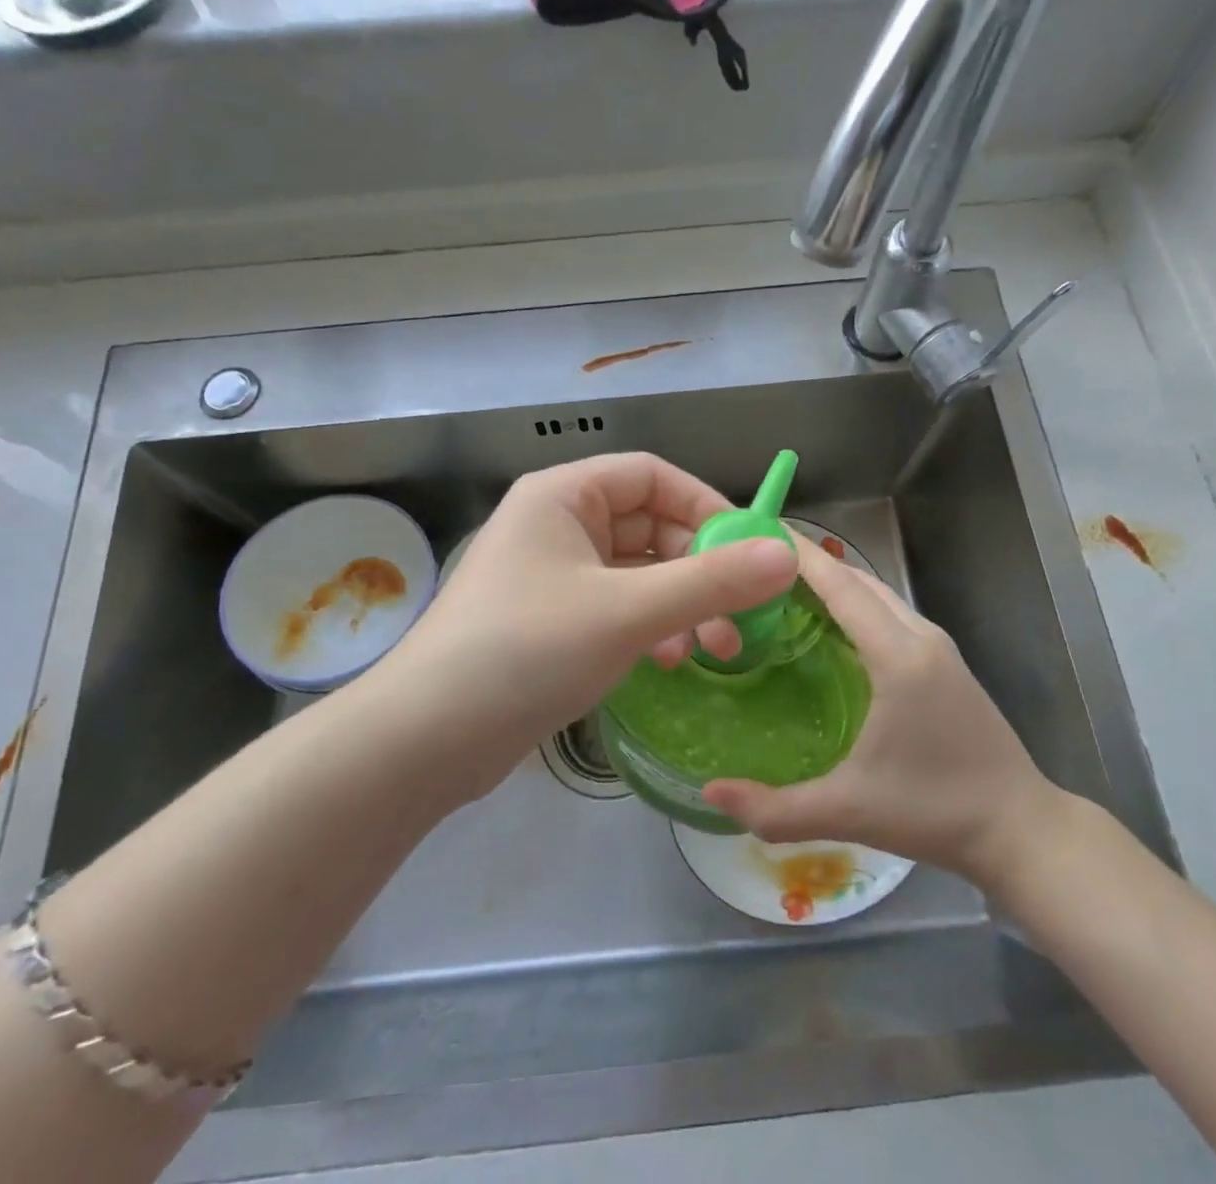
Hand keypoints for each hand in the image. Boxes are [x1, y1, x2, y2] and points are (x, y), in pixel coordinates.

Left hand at [373, 453, 796, 797]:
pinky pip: (615, 606)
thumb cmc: (527, 650)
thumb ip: (711, 582)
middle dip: (699, 569)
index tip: (752, 549)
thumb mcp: (627, 612)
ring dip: (679, 603)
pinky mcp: (549, 620)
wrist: (427, 738)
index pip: (652, 475)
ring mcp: (550, 574)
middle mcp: (556, 523)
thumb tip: (788, 555)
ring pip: (636, 572)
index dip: (707, 506)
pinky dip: (648, 627)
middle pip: (649, 526)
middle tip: (738, 616)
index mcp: (564, 495)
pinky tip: (667, 662)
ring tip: (709, 649)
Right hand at [703, 537, 1068, 896]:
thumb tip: (710, 792)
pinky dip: (856, 603)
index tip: (757, 533)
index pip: (841, 586)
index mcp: (898, 656)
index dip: (798, 556)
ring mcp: (939, 646)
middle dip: (809, 564)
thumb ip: (774, 808)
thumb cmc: (934, 812)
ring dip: (835, 583)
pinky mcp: (947, 662)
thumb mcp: (848, 812)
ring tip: (785, 590)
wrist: (1023, 831)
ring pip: (879, 594)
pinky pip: (892, 613)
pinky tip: (831, 626)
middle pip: (858, 580)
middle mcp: (921, 637)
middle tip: (756, 566)